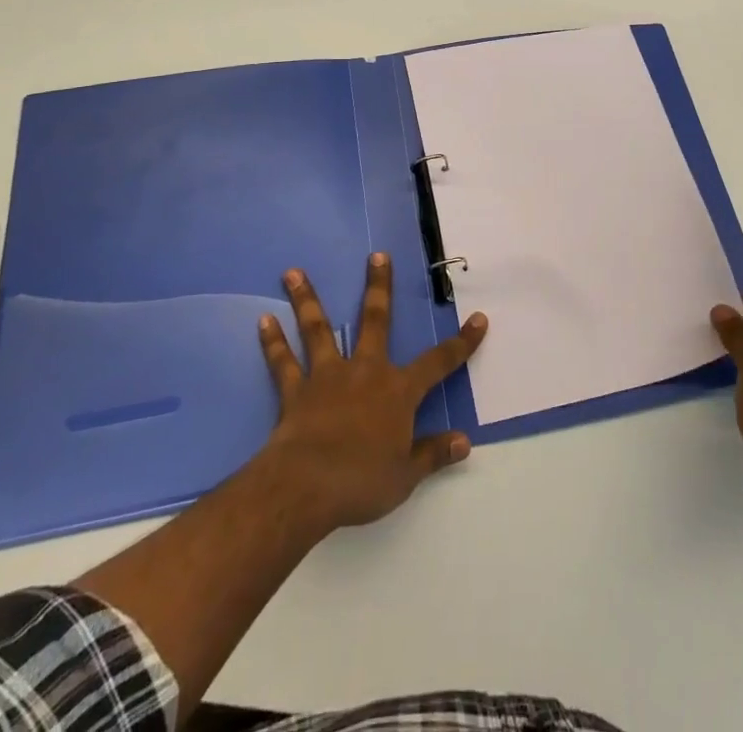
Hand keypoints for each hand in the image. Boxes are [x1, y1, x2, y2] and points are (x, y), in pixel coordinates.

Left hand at [256, 255, 488, 534]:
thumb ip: (433, 454)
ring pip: (318, 329)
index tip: (478, 319)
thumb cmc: (362, 481)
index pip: (438, 363)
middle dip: (379, 287)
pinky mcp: (296, 391)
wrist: (306, 486)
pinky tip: (264, 321)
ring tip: (293, 272)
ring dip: (307, 299)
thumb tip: (464, 442)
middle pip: (375, 320)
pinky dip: (273, 342)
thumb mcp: (406, 475)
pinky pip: (283, 363)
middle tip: (377, 255)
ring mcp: (327, 376)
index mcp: (398, 391)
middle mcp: (365, 371)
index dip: (461, 343)